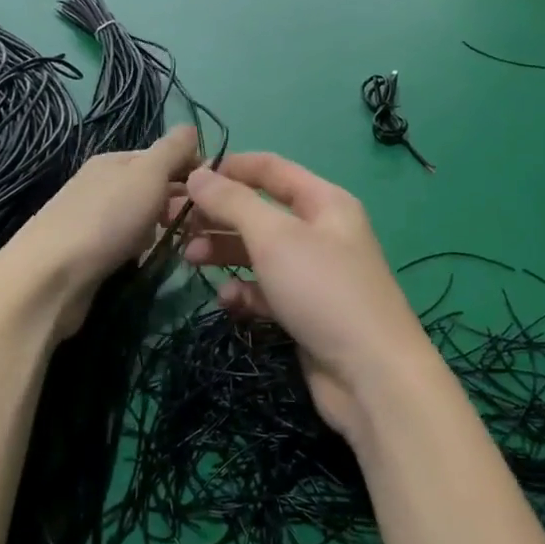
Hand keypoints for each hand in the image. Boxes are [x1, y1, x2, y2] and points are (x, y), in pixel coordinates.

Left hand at [0, 125, 200, 338]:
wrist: (49, 278)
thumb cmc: (106, 219)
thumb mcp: (147, 174)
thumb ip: (171, 150)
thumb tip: (191, 127)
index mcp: (112, 161)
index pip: (162, 157)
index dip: (190, 171)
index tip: (215, 194)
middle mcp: (100, 185)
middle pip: (151, 189)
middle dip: (176, 205)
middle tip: (198, 226)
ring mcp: (90, 220)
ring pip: (140, 219)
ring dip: (158, 231)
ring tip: (176, 247)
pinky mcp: (86, 254)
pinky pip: (125, 245)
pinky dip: (137, 252)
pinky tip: (143, 263)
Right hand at [172, 154, 436, 443]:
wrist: (371, 375)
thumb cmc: (323, 290)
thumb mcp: (274, 237)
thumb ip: (233, 202)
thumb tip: (197, 175)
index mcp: (323, 202)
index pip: (270, 169)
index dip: (228, 168)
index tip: (185, 178)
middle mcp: (320, 232)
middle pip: (259, 211)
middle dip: (217, 215)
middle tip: (173, 222)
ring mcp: (313, 274)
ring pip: (258, 252)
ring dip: (223, 252)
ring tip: (189, 259)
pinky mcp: (305, 311)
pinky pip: (266, 290)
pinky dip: (245, 292)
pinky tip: (229, 301)